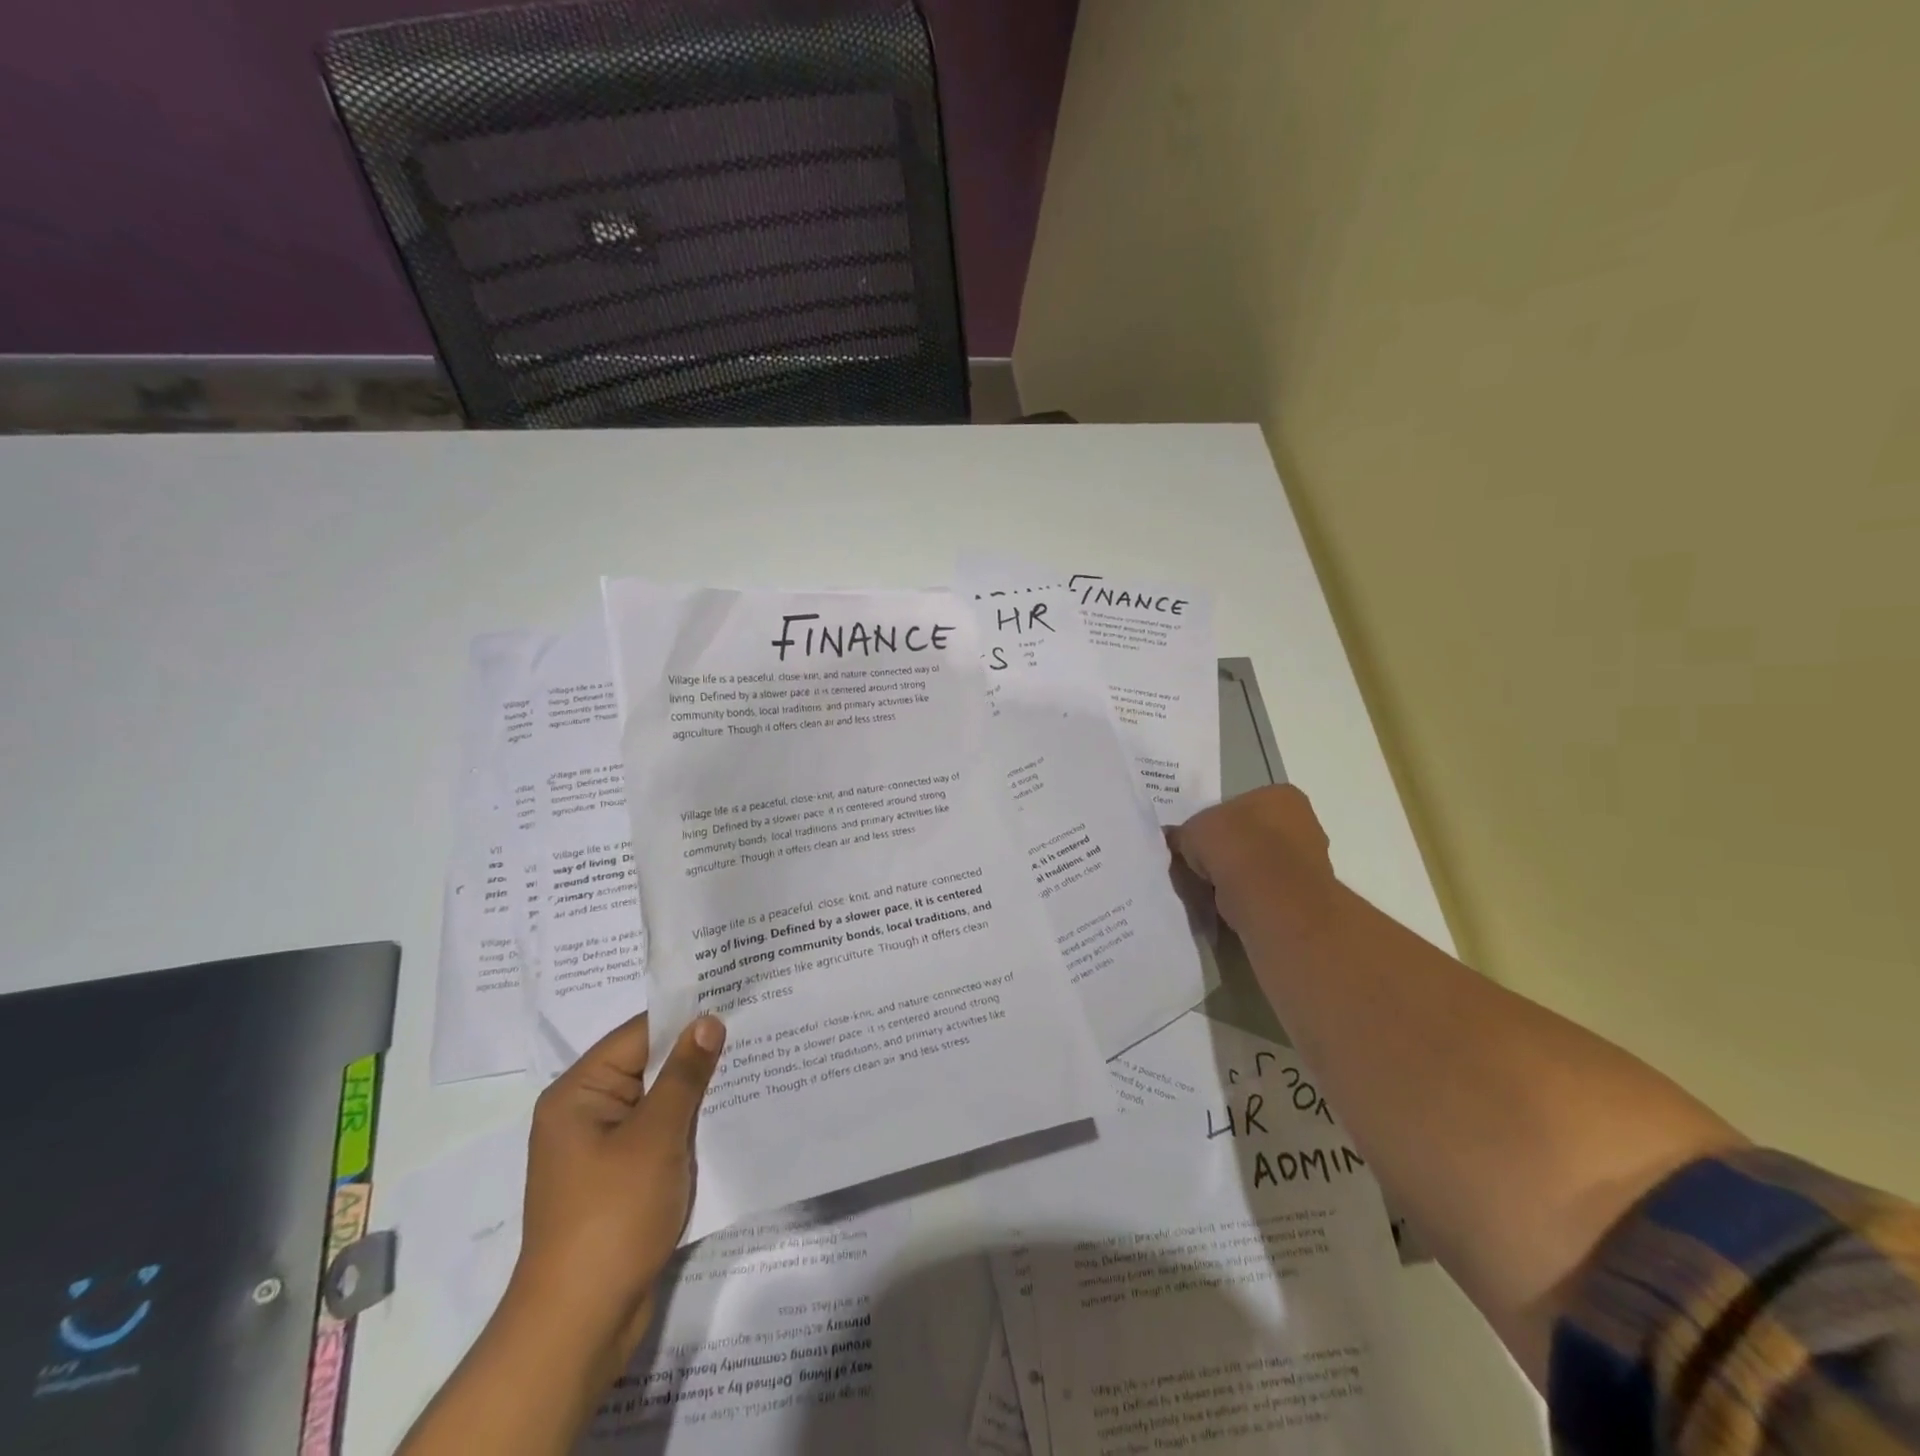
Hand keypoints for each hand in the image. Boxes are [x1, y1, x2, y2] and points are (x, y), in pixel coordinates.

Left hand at [505, 1012, 726, 1387]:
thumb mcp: (655, 1137)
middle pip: (648, 1067)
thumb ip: (684, 1075)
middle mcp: (585, 1114)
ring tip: (752, 1069)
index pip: (639, 1035)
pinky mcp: (620, 1179)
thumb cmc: (612, 1217)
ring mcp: (602, 1149)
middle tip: (754, 1033)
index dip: (687, 1019)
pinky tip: (730, 1118)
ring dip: (697, 1093)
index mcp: (578, 1094)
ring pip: (658, 1103)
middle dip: (697, 1056)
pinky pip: (659, 1135)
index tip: (736, 1004)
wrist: (580, 1326)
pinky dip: (689, 1126)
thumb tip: (708, 1021)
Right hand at [1170, 785, 1340, 943]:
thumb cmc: (1236, 849)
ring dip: (1241, 877)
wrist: (1275, 902)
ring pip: (1262, 864)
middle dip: (1230, 851)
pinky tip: (1234, 907)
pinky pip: (1270, 891)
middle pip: (1253, 835)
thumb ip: (1182, 834)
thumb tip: (1172, 838)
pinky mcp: (1309, 895)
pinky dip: (1253, 898)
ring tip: (1216, 892)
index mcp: (1280, 795)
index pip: (1239, 805)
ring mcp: (1311, 860)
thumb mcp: (1192, 832)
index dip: (1214, 825)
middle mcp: (1304, 822)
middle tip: (1203, 868)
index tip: (1198, 845)